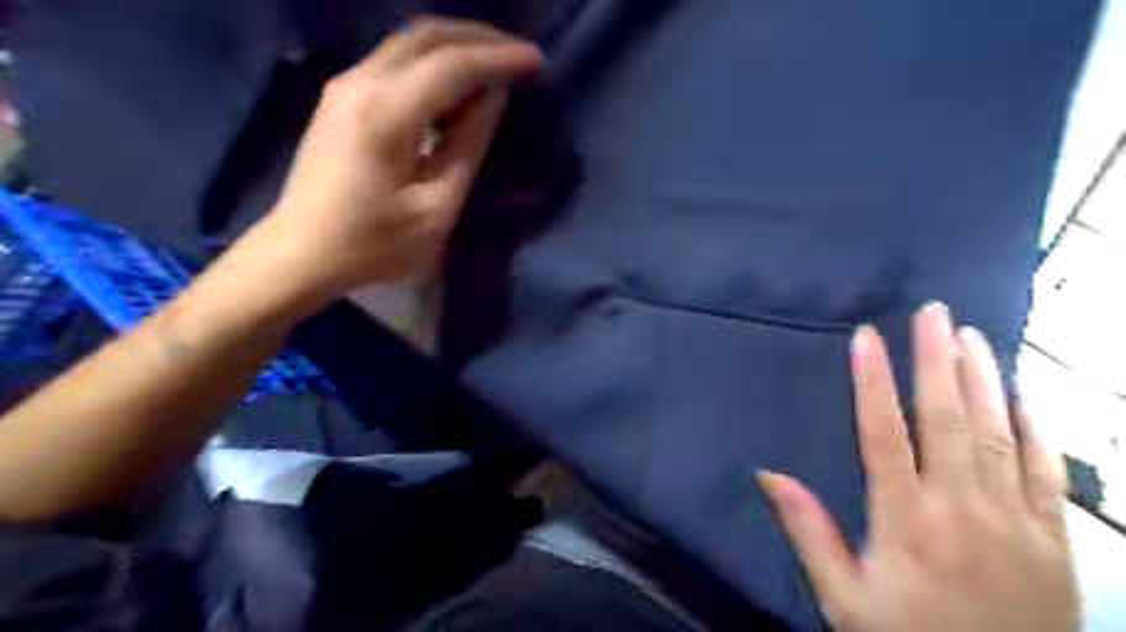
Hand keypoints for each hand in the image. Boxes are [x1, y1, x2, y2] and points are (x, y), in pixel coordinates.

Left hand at [255, 17, 539, 297]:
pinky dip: (432, 62)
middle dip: (479, 39)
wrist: (300, 254)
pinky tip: (454, 84)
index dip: (499, 59)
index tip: (537, 62)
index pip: (453, 65)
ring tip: (495, 66)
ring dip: (456, 46)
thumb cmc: (373, 245)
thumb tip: (494, 100)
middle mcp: (360, 83)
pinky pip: (394, 61)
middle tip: (519, 56)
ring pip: (408, 43)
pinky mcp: (339, 98)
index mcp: (386, 114)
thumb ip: (468, 148)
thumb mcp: (435, 208)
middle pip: (427, 36)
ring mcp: (344, 86)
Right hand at [761, 302, 1075, 631]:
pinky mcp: (1055, 538)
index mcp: (906, 519)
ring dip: (983, 377)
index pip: (883, 433)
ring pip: (998, 432)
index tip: (866, 338)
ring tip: (970, 334)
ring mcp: (1016, 519)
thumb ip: (808, 531)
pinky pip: (1047, 469)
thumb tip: (767, 473)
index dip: (871, 381)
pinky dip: (1036, 425)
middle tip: (932, 312)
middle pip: (947, 418)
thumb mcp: (843, 598)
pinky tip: (1023, 391)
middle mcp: (961, 506)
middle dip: (935, 359)